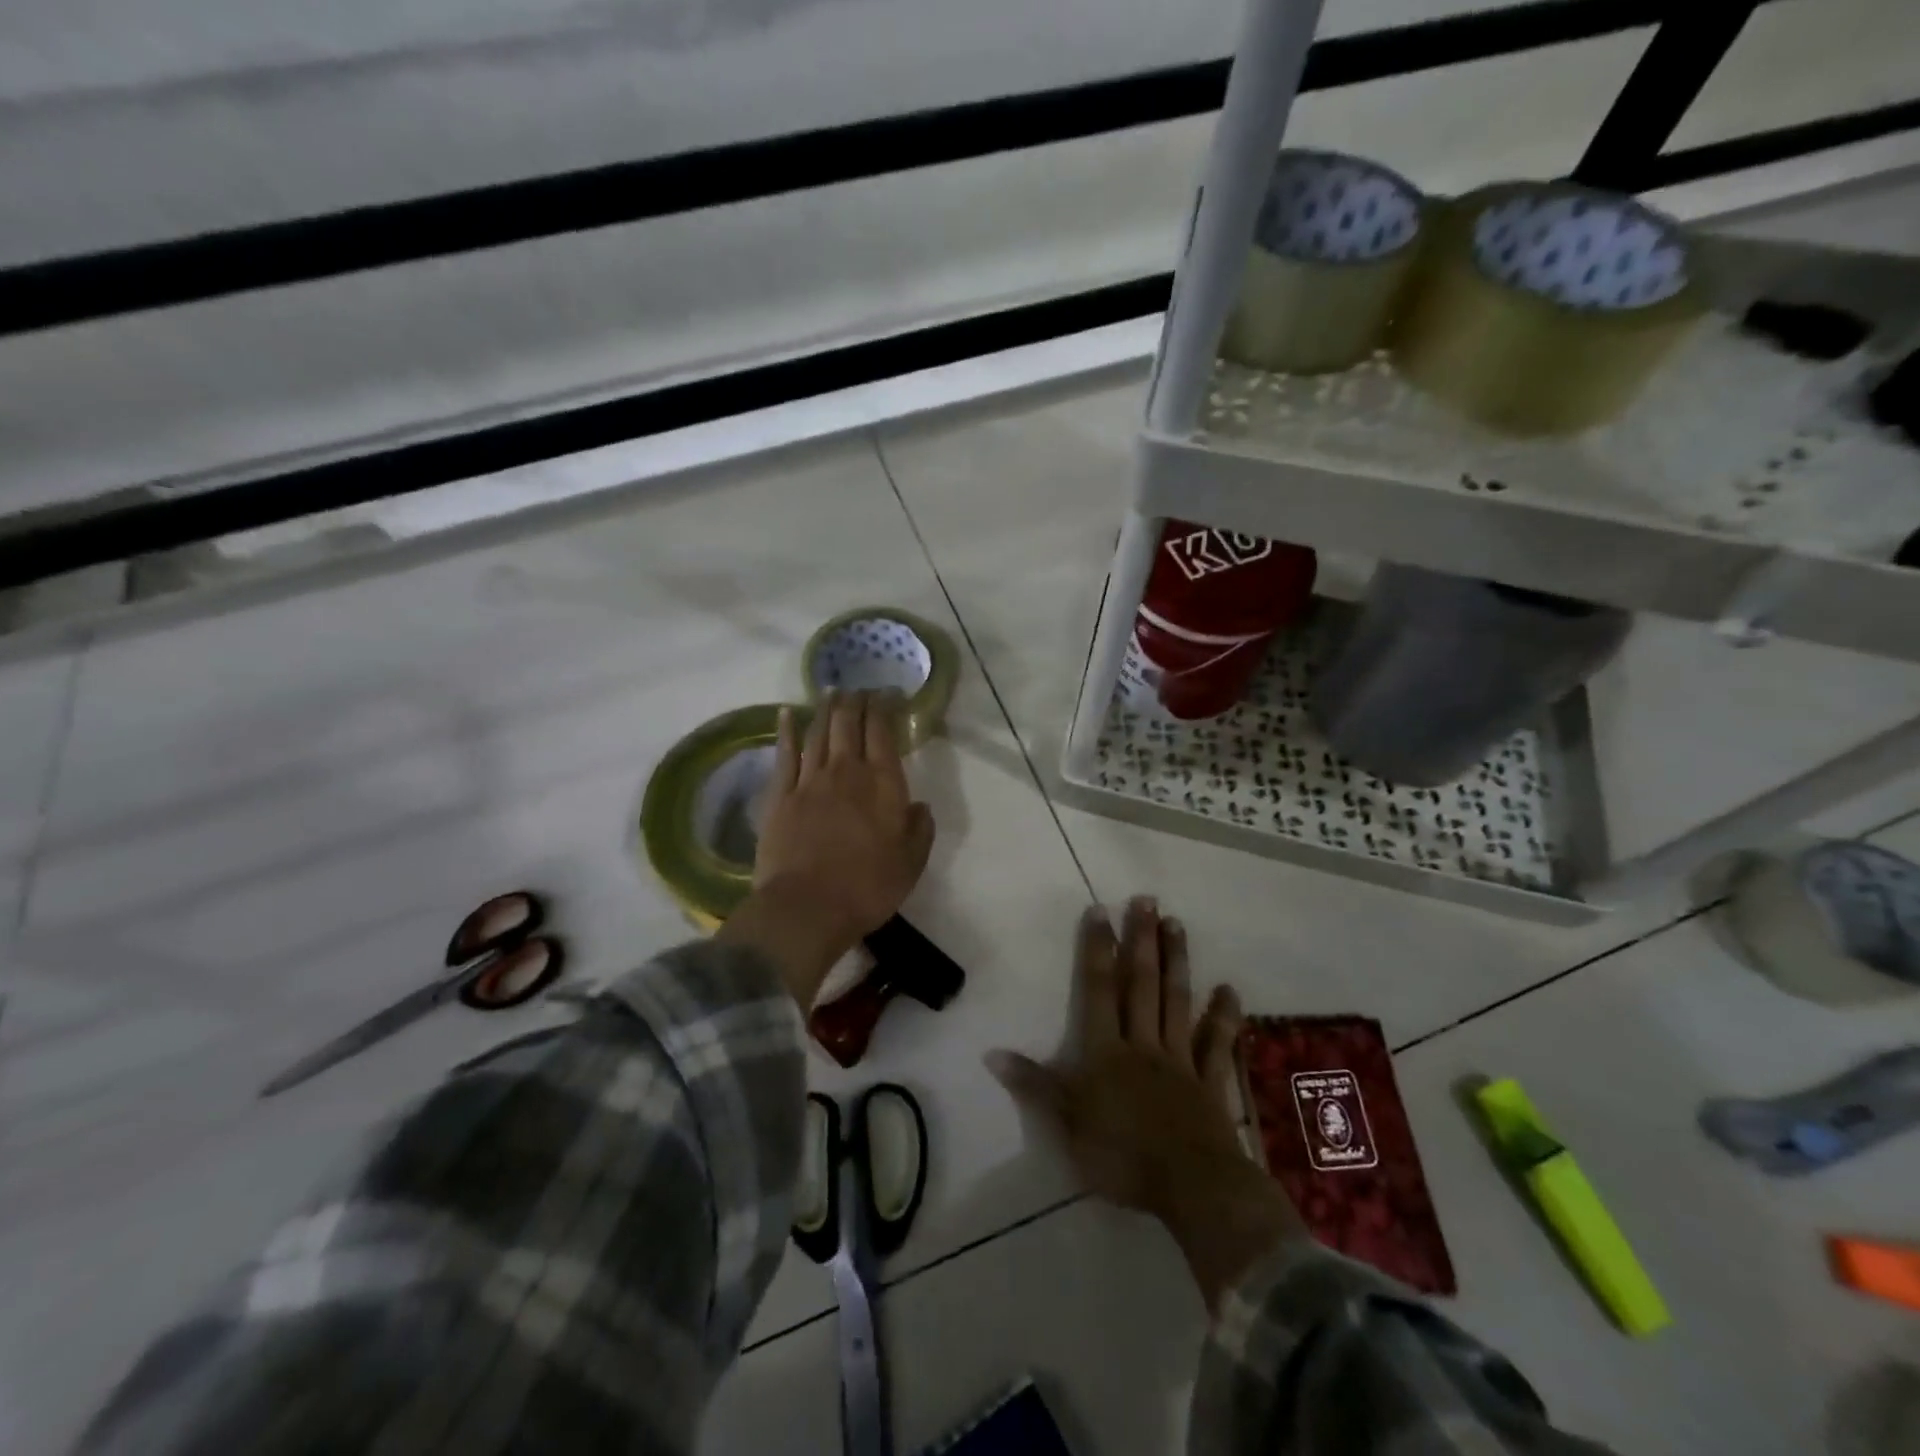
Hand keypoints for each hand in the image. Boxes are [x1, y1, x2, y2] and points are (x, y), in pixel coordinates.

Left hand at [717, 690, 934, 1006]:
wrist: (807, 907)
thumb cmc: (867, 888)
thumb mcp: (911, 863)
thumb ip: (920, 828)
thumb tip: (919, 805)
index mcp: (882, 784)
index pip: (883, 733)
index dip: (885, 708)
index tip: (888, 693)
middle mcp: (846, 772)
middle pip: (849, 724)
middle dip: (856, 702)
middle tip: (860, 689)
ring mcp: (809, 781)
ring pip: (819, 733)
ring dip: (826, 709)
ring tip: (832, 692)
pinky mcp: (779, 796)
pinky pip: (784, 754)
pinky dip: (786, 731)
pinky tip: (786, 714)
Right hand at [988, 897, 1303, 1309]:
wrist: (1192, 1189)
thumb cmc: (1122, 1158)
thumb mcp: (1066, 1126)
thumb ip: (1034, 1086)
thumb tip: (991, 1053)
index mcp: (1107, 1052)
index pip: (1099, 990)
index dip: (1098, 950)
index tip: (1100, 911)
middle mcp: (1144, 1045)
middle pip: (1142, 985)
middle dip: (1141, 941)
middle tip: (1147, 900)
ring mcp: (1181, 1061)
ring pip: (1178, 1002)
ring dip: (1177, 962)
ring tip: (1177, 924)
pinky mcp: (1211, 1084)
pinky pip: (1218, 1045)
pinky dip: (1224, 1017)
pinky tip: (1230, 990)